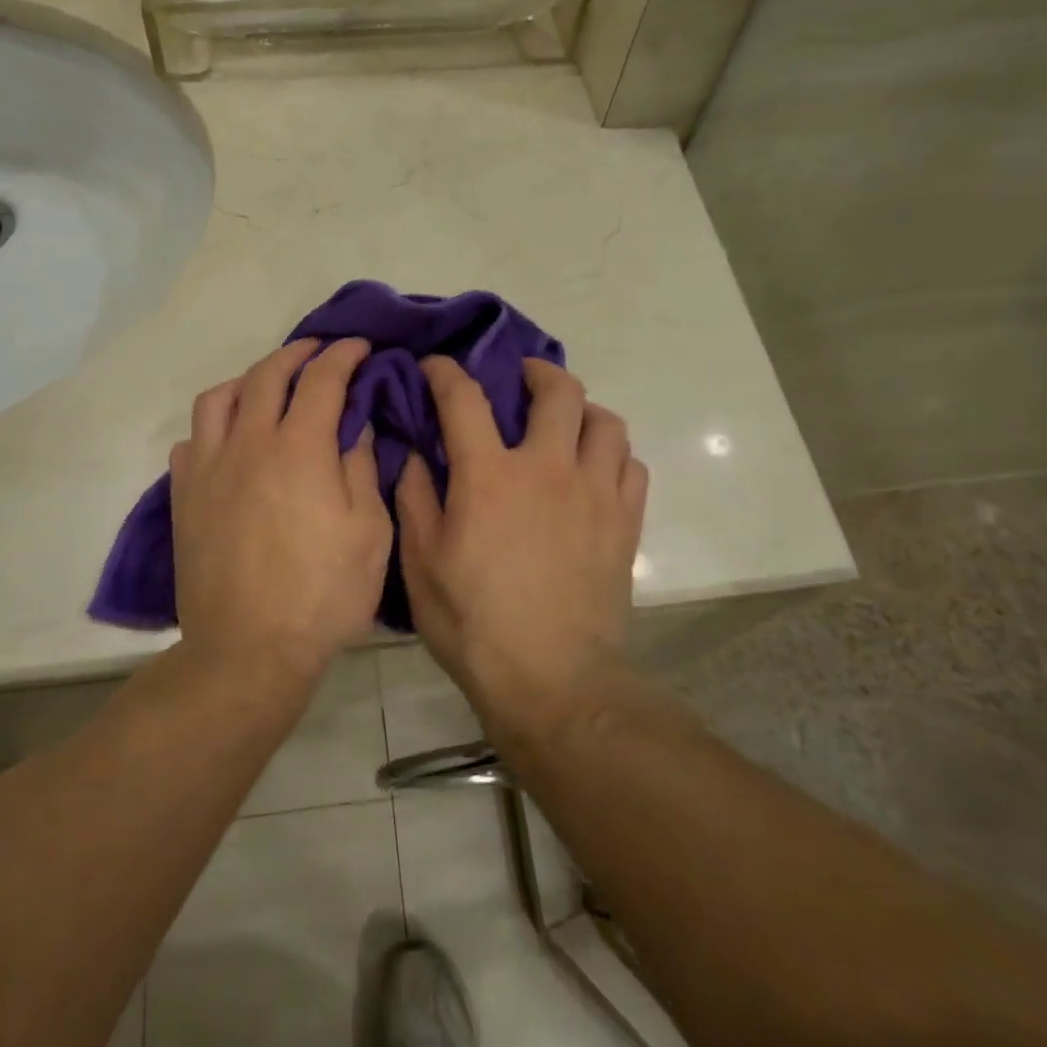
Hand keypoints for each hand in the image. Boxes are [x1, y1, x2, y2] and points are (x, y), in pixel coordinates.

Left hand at [170, 338, 392, 681]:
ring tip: (268, 386)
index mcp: (300, 449)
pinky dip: (214, 426)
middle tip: (319, 352)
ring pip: (219, 398)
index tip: (360, 346)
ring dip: (249, 379)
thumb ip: (362, 469)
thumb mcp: (369, 534)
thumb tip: (354, 426)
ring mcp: (209, 468)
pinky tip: (230, 440)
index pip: (323, 379)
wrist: (248, 651)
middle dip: (298, 353)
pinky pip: (192, 440)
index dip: (344, 355)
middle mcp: (249, 444)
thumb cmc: (323, 596)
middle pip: (268, 375)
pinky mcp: (183, 496)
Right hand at [396, 357, 648, 720]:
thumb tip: (415, 453)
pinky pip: (631, 465)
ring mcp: (595, 493)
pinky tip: (595, 470)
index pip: (465, 398)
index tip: (436, 367)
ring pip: (606, 422)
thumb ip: (415, 497)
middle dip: (536, 372)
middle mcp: (548, 468)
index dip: (446, 373)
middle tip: (521, 380)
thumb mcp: (421, 562)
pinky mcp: (625, 522)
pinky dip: (613, 455)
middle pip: (558, 391)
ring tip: (565, 424)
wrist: (552, 679)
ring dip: (582, 411)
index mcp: (490, 475)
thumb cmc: (473, 622)